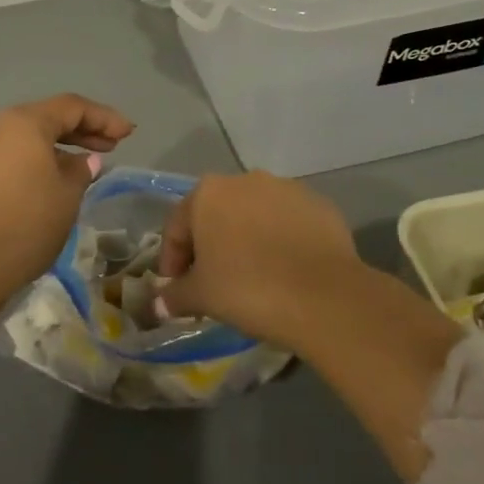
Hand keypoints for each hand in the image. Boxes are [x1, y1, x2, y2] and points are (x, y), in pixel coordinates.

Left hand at [0, 94, 134, 316]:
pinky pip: (8, 153)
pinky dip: (33, 158)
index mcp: (23, 122)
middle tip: (111, 146)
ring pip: (25, 136)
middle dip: (80, 130)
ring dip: (56, 146)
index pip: (71, 107)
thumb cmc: (24, 225)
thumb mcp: (66, 197)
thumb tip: (85, 160)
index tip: (128, 134)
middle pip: (45, 117)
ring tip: (84, 165)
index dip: (103, 118)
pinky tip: (50, 177)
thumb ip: (81, 171)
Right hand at [154, 171, 372, 351]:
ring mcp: (286, 189)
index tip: (177, 290)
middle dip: (210, 246)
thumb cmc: (247, 289)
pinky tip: (286, 272)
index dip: (172, 261)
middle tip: (212, 282)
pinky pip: (290, 224)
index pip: (177, 227)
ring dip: (247, 240)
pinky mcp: (320, 205)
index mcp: (208, 192)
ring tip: (253, 277)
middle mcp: (245, 180)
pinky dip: (282, 242)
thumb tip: (160, 303)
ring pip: (255, 216)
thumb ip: (176, 295)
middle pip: (216, 215)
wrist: (324, 297)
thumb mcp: (201, 296)